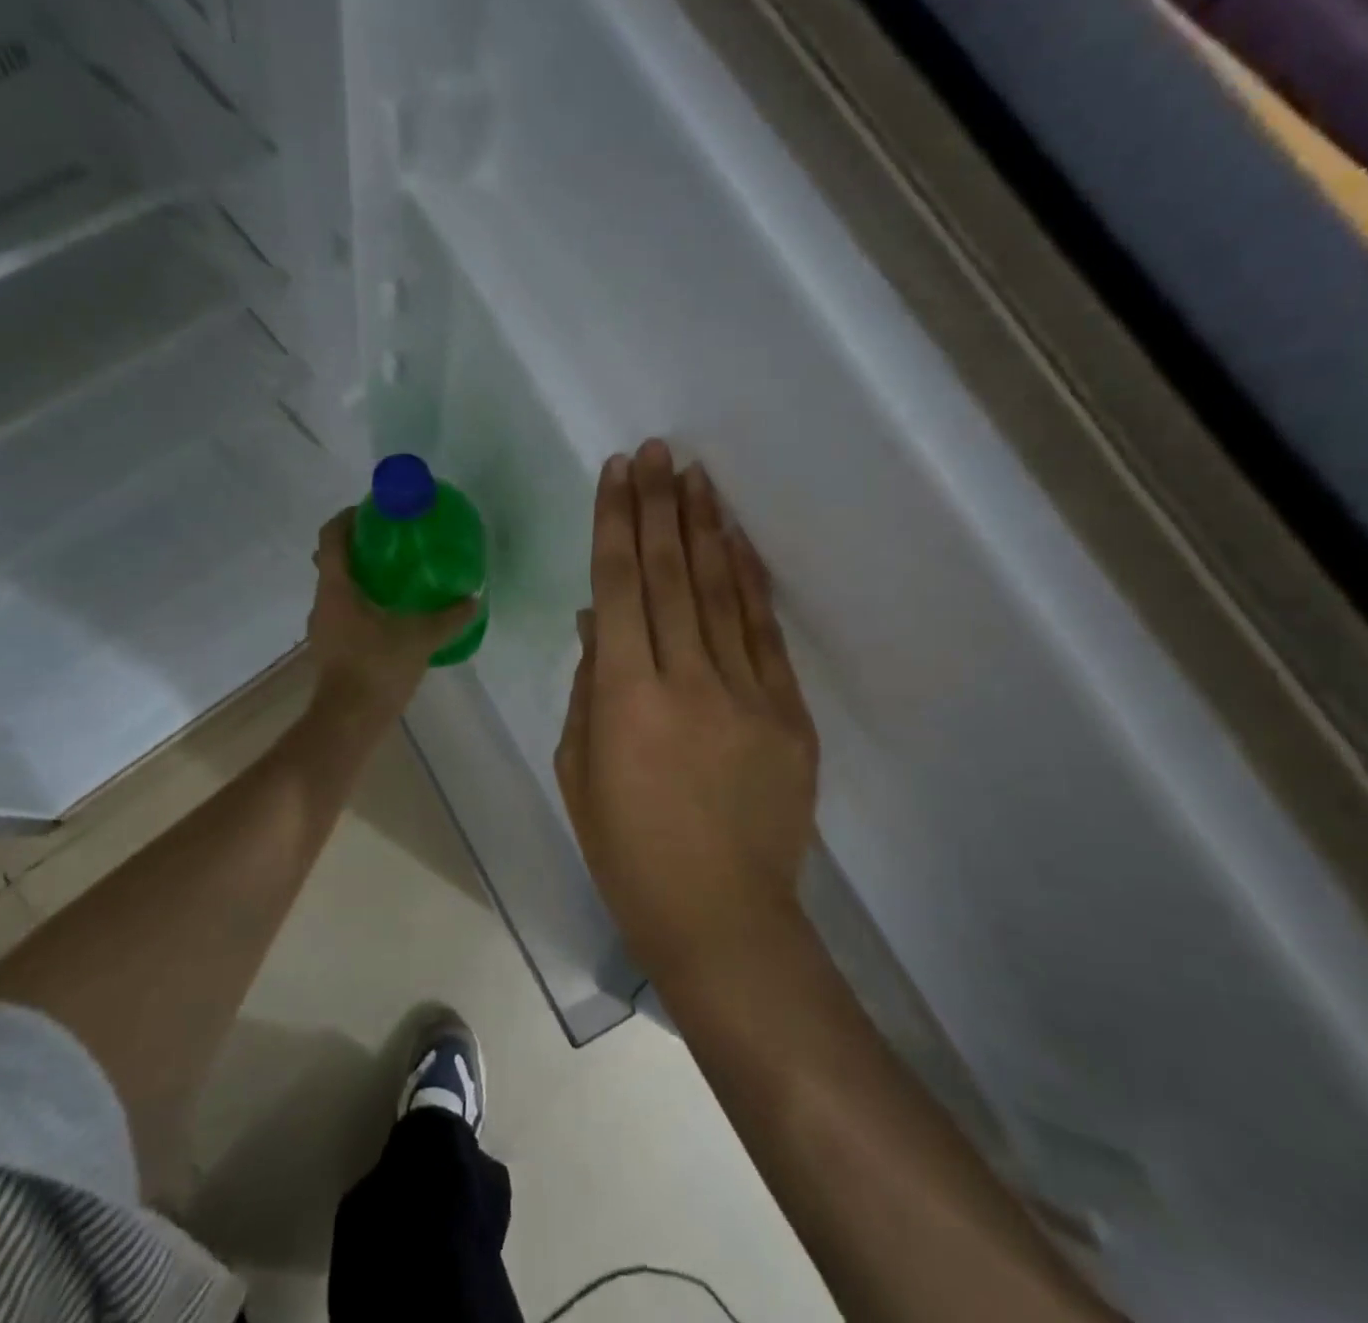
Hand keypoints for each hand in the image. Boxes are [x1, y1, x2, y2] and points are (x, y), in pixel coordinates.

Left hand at [307, 509, 480, 727]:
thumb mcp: (421, 638)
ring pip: (337, 588)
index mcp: (337, 587)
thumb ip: (449, 617)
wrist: (349, 720)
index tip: (373, 511)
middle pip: (332, 560)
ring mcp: (322, 627)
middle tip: (391, 544)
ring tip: (395, 578)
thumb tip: (474, 598)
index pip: (332, 536)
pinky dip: (361, 604)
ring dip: (360, 577)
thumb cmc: (378, 668)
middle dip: (358, 546)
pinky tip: (389, 616)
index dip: (349, 517)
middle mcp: (322, 601)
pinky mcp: (329, 647)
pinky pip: (342, 612)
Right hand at [555, 441, 820, 975]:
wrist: (722, 916)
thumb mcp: (579, 772)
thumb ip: (588, 688)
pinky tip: (736, 541)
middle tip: (657, 451)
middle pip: (670, 573)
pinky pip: (764, 632)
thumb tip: (599, 621)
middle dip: (659, 505)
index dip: (616, 524)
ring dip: (705, 527)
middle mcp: (686, 680)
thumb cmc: (629, 853)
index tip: (617, 474)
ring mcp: (746, 693)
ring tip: (695, 476)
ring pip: (720, 590)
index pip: (619, 587)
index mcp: (624, 698)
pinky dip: (749, 580)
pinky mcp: (788, 712)